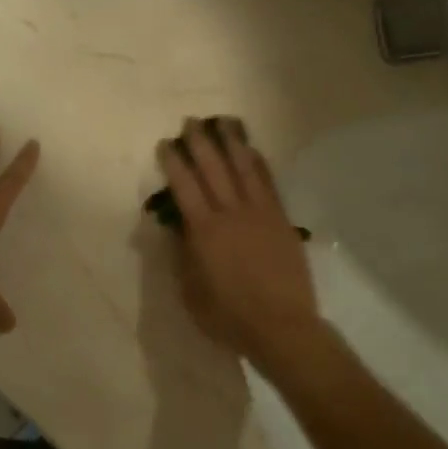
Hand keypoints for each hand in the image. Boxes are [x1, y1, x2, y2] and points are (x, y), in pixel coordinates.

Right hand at [157, 117, 322, 364]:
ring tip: (224, 121)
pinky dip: (258, 162)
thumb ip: (182, 255)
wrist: (281, 327)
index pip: (185, 186)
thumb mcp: (191, 292)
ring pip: (244, 168)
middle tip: (191, 122)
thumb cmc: (228, 316)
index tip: (165, 144)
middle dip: (200, 142)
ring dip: (232, 142)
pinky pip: (268, 182)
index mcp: (204, 231)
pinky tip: (252, 150)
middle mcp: (231, 213)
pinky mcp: (281, 219)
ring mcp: (260, 213)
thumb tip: (176, 225)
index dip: (173, 163)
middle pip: (213, 168)